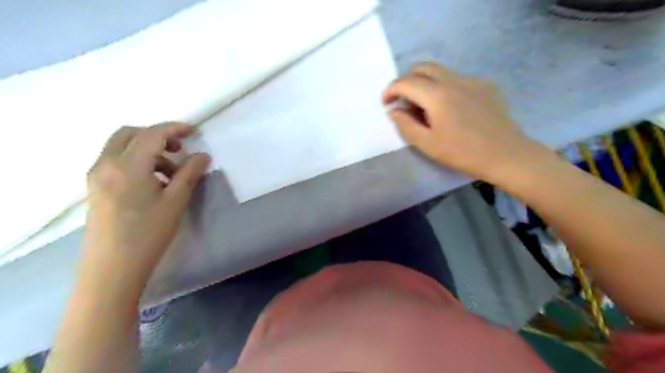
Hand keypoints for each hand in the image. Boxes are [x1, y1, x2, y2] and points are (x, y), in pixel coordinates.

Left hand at [82, 122, 207, 288]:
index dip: (174, 128)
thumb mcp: (176, 201)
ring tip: (170, 172)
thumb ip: (190, 173)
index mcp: (128, 165)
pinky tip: (153, 182)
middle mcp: (106, 164)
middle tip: (179, 148)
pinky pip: (115, 161)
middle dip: (157, 135)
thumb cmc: (148, 233)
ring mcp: (97, 175)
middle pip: (130, 133)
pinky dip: (136, 160)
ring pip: (121, 147)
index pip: (152, 134)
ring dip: (147, 149)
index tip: (193, 131)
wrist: (113, 267)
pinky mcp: (95, 187)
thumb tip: (202, 155)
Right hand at [382, 63, 535, 184]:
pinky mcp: (485, 85)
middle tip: (403, 101)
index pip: (406, 82)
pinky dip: (444, 87)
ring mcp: (472, 80)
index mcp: (437, 95)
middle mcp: (454, 80)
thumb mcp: (427, 144)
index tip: (385, 103)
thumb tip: (393, 111)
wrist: (506, 155)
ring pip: (440, 71)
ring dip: (425, 83)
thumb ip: (405, 125)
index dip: (390, 90)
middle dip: (407, 80)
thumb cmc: (462, 153)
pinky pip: (457, 79)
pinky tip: (449, 109)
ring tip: (425, 107)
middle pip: (423, 67)